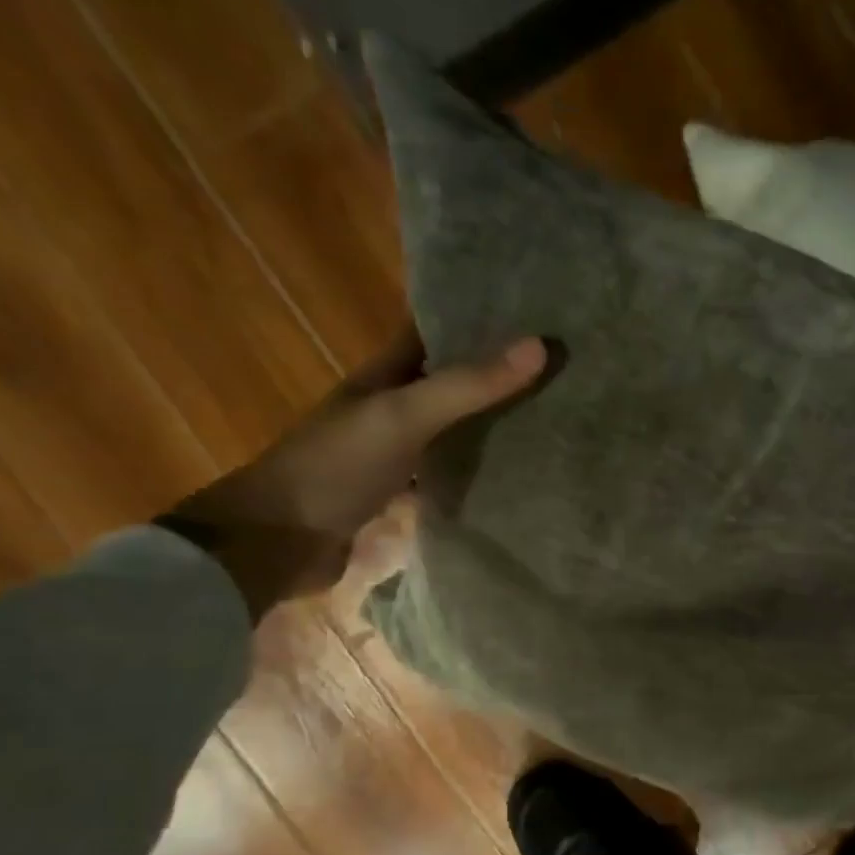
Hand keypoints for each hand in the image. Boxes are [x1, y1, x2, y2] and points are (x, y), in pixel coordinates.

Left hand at [165, 331, 545, 619]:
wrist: (284, 545)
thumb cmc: (335, 467)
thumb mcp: (402, 416)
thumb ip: (467, 386)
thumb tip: (542, 346)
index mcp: (387, 377)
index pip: (439, 333)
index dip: (480, 318)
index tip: (538, 310)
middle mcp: (399, 412)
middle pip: (458, 385)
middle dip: (505, 375)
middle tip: (570, 365)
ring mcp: (408, 459)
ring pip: (464, 434)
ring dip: (503, 427)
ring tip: (567, 416)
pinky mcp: (416, 502)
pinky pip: (462, 481)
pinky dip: (492, 477)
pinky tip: (534, 476)